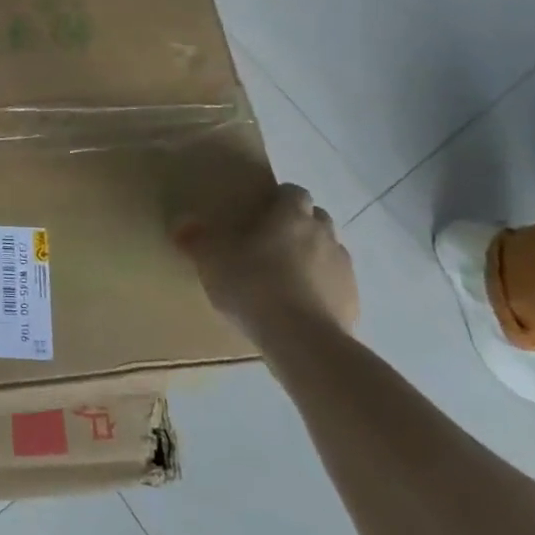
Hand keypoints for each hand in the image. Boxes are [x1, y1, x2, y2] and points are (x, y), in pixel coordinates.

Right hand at [176, 183, 358, 340]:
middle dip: (299, 225)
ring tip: (286, 276)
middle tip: (271, 242)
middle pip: (317, 218)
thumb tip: (181, 225)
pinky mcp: (353, 301)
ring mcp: (343, 269)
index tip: (262, 212)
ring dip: (313, 256)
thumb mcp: (212, 261)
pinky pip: (337, 286)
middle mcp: (324, 234)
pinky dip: (323, 289)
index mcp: (292, 216)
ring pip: (330, 251)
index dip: (280, 199)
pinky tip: (301, 306)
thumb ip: (196, 240)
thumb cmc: (254, 286)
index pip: (294, 192)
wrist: (303, 342)